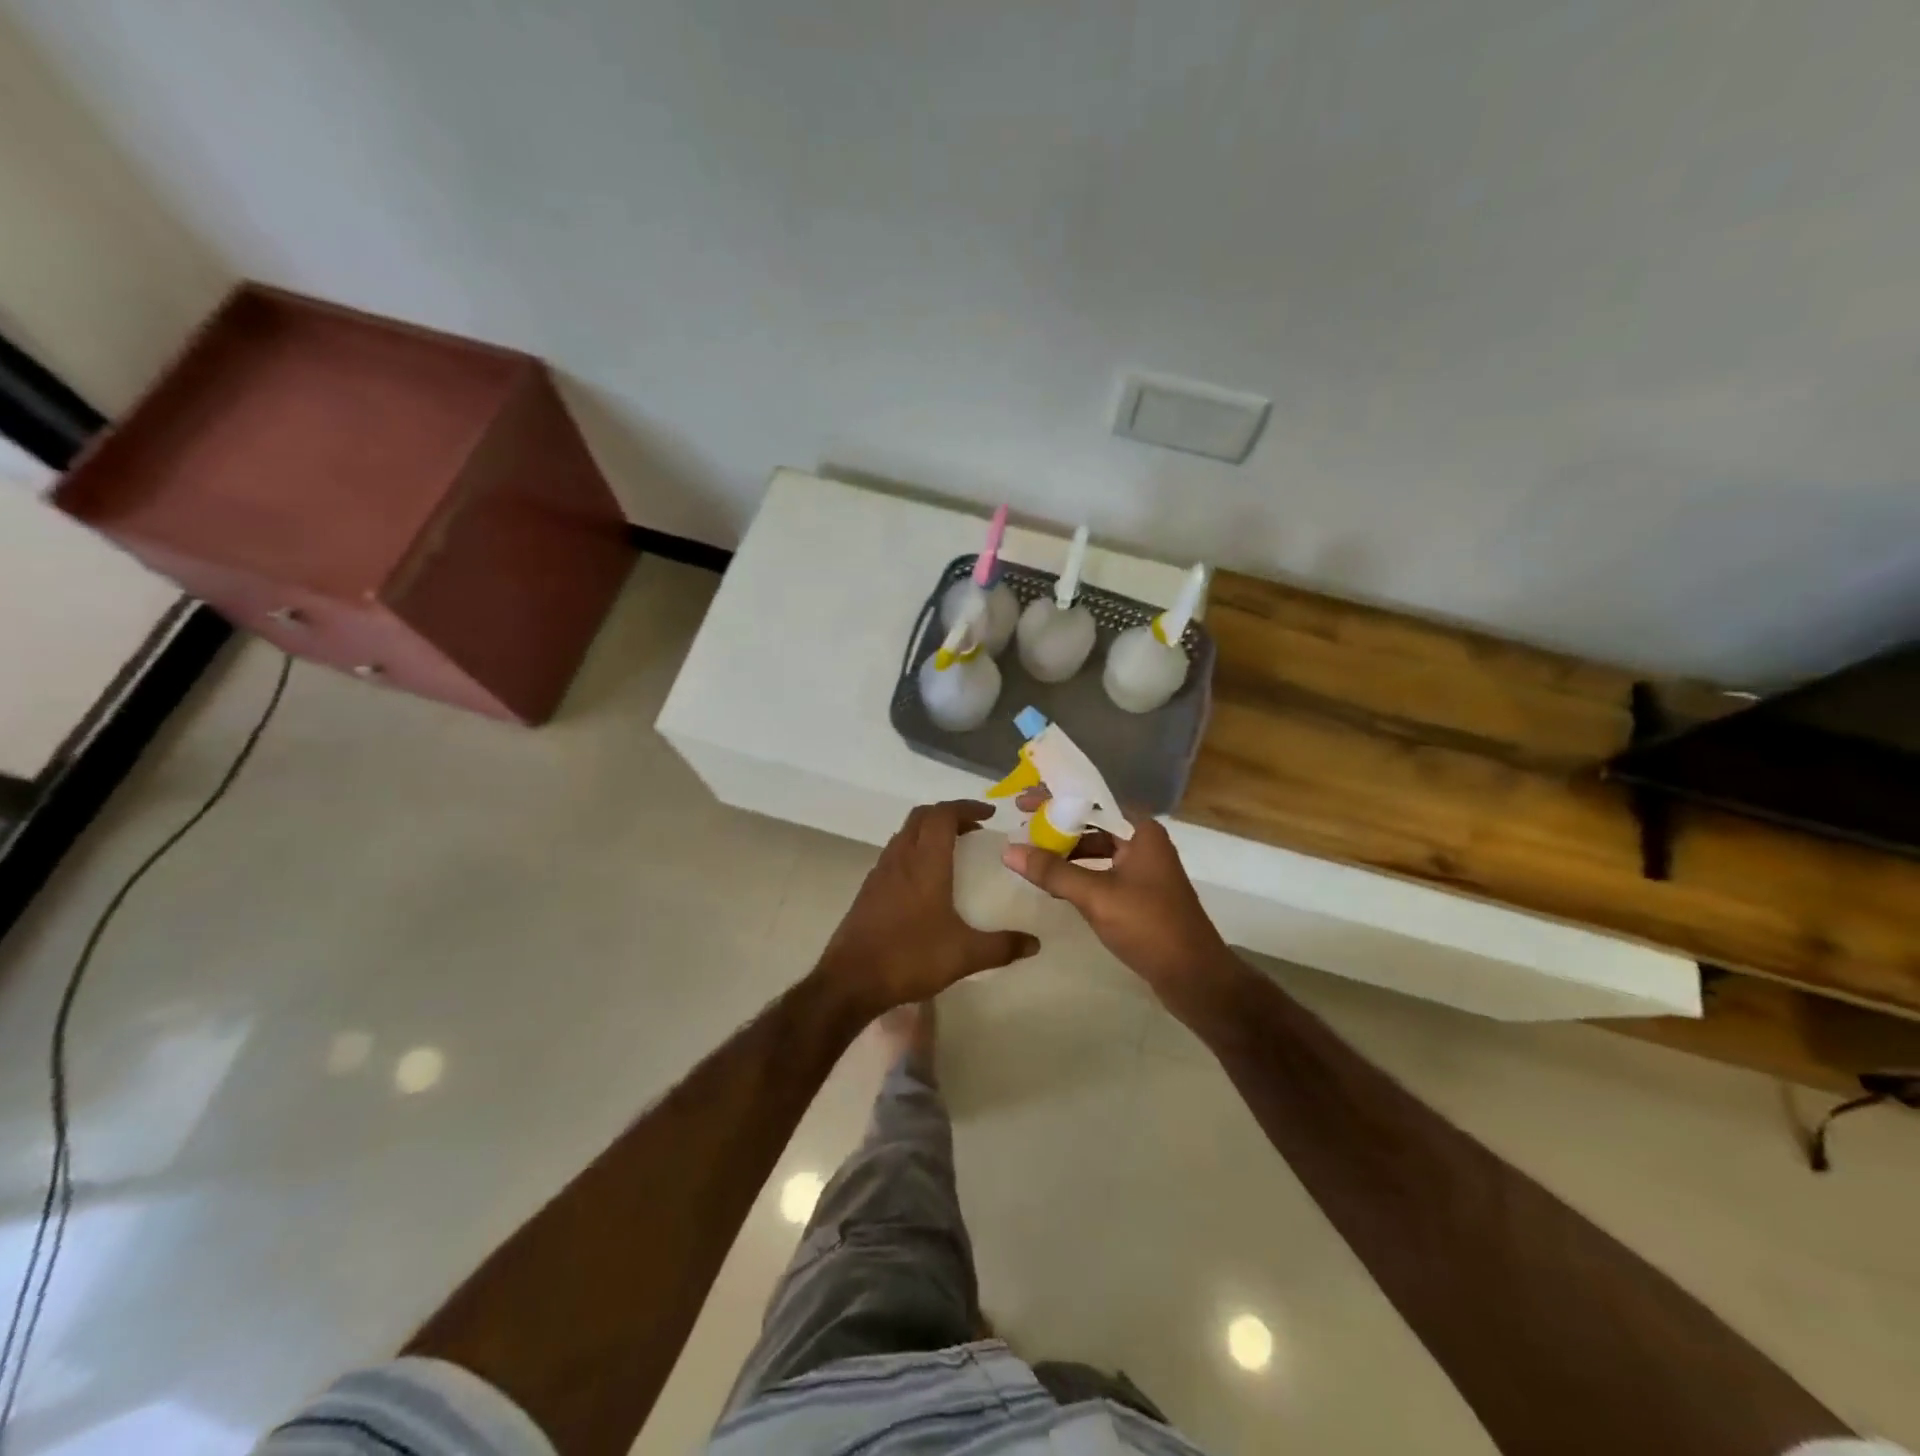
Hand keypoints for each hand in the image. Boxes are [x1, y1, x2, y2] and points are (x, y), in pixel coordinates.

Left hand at [815, 800, 1039, 1017]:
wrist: (850, 980)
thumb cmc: (910, 958)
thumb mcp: (965, 955)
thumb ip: (1002, 947)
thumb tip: (1035, 944)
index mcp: (925, 862)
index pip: (943, 814)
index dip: (966, 807)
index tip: (990, 814)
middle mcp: (900, 858)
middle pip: (921, 817)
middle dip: (948, 815)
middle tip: (973, 830)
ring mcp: (880, 873)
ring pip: (904, 834)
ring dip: (928, 832)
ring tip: (952, 851)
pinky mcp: (868, 890)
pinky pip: (894, 855)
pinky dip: (913, 852)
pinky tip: (925, 882)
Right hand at [1002, 789, 1231, 1001]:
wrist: (1195, 977)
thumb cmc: (1149, 926)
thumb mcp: (1096, 896)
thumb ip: (1053, 871)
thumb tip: (1009, 850)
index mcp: (1141, 831)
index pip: (1092, 801)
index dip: (1056, 798)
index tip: (1023, 802)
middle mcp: (1144, 843)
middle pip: (1093, 823)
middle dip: (1057, 825)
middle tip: (1021, 826)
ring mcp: (1144, 870)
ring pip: (1097, 849)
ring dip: (1066, 851)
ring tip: (1032, 855)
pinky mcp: (1141, 894)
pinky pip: (1103, 871)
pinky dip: (1079, 872)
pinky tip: (1056, 884)